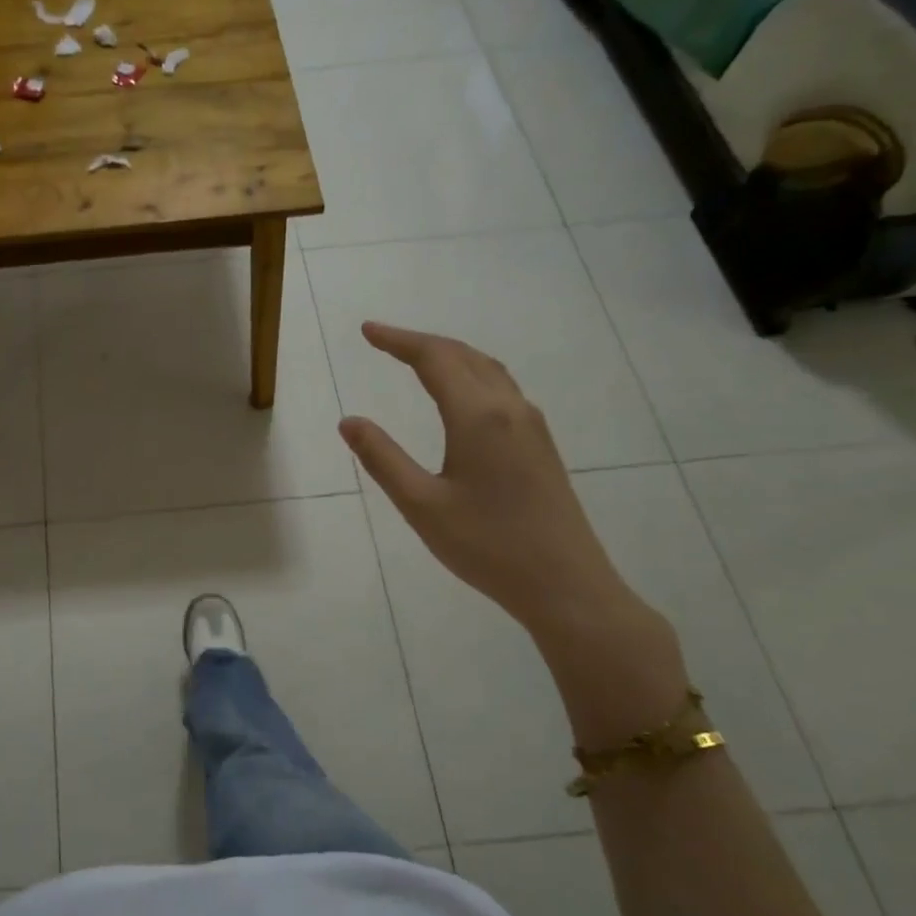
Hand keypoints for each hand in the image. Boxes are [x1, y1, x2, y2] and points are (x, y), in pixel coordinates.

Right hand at [337, 323, 637, 637]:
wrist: (566, 585)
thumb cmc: (487, 546)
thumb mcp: (421, 505)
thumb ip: (382, 458)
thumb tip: (349, 421)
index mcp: (478, 417)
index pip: (434, 359)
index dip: (398, 341)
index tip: (367, 331)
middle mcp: (510, 409)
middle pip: (463, 355)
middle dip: (421, 343)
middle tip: (382, 341)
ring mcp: (532, 426)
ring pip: (487, 369)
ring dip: (449, 356)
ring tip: (416, 358)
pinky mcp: (541, 445)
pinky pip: (502, 389)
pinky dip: (471, 374)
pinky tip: (460, 395)